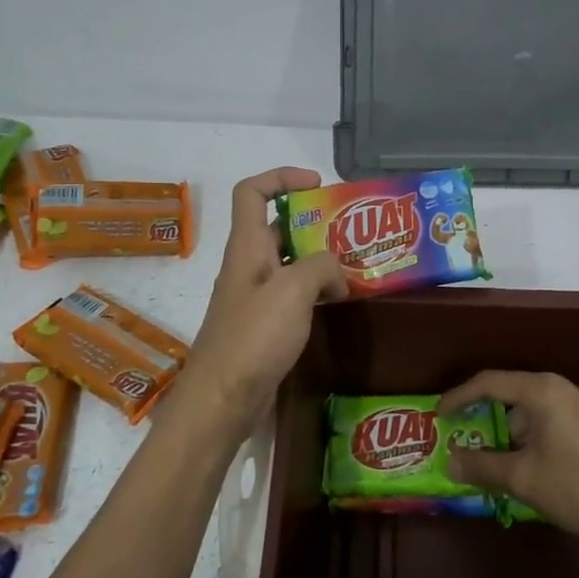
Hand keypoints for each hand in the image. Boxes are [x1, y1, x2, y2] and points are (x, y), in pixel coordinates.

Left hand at [172, 168, 346, 439]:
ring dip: (319, 261)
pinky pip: (293, 296)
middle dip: (313, 223)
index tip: (318, 186)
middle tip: (352, 233)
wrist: (222, 400)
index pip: (252, 191)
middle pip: (277, 227)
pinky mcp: (264, 327)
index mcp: (246, 247)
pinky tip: (340, 303)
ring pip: (289, 264)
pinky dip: (316, 292)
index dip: (281, 177)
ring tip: (356, 267)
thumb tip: (337, 276)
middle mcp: (248, 266)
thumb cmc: (253, 338)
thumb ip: (321, 267)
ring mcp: (255, 298)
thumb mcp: (293, 290)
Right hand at [437, 371, 578, 544]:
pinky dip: (539, 441)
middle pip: (514, 397)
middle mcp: (566, 388)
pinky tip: (541, 471)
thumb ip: (482, 466)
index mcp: (542, 390)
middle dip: (489, 423)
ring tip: (505, 469)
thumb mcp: (524, 478)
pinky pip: (558, 425)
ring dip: (516, 437)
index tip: (439, 416)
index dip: (459, 397)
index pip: (489, 382)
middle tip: (470, 448)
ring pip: (538, 414)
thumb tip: (450, 462)